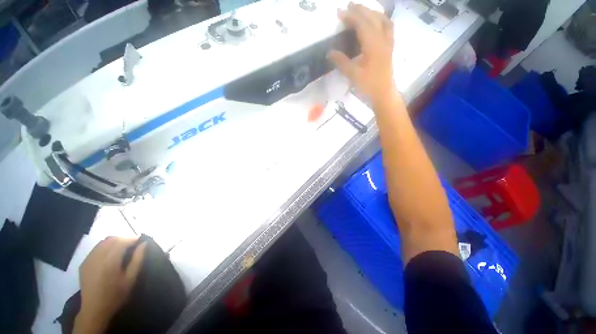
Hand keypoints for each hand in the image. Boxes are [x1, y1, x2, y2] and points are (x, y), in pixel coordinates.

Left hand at [74, 237, 146, 333]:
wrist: (94, 310)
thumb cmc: (116, 295)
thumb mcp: (131, 279)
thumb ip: (138, 259)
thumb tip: (144, 244)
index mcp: (110, 260)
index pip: (122, 241)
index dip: (133, 239)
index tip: (141, 242)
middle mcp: (97, 256)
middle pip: (111, 239)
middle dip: (123, 239)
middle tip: (132, 246)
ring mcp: (89, 260)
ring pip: (102, 242)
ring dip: (114, 242)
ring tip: (122, 250)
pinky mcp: (84, 263)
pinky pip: (96, 249)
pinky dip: (105, 248)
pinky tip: (109, 256)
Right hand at [328, 3, 396, 103]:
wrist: (383, 93)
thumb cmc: (368, 85)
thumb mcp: (353, 75)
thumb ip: (341, 62)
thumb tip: (329, 52)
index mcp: (373, 45)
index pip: (362, 24)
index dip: (351, 17)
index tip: (340, 12)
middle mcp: (382, 39)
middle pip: (372, 18)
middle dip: (360, 10)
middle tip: (348, 6)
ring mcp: (388, 42)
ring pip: (382, 19)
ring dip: (371, 12)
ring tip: (361, 10)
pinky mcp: (390, 46)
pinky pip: (388, 26)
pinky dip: (381, 19)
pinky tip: (376, 20)